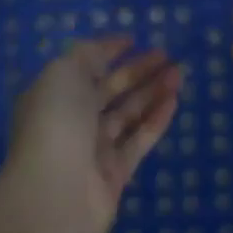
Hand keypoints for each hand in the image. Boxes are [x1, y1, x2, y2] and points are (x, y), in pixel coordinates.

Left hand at [7, 36, 181, 232]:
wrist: (55, 193)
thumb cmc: (56, 120)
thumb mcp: (65, 72)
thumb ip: (87, 56)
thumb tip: (104, 52)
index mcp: (53, 93)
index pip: (83, 65)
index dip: (107, 51)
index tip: (134, 39)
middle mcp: (71, 119)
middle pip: (109, 89)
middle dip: (137, 70)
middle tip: (167, 55)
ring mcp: (93, 148)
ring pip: (128, 113)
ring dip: (152, 92)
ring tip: (178, 74)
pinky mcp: (114, 174)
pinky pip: (138, 140)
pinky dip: (156, 120)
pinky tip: (174, 101)